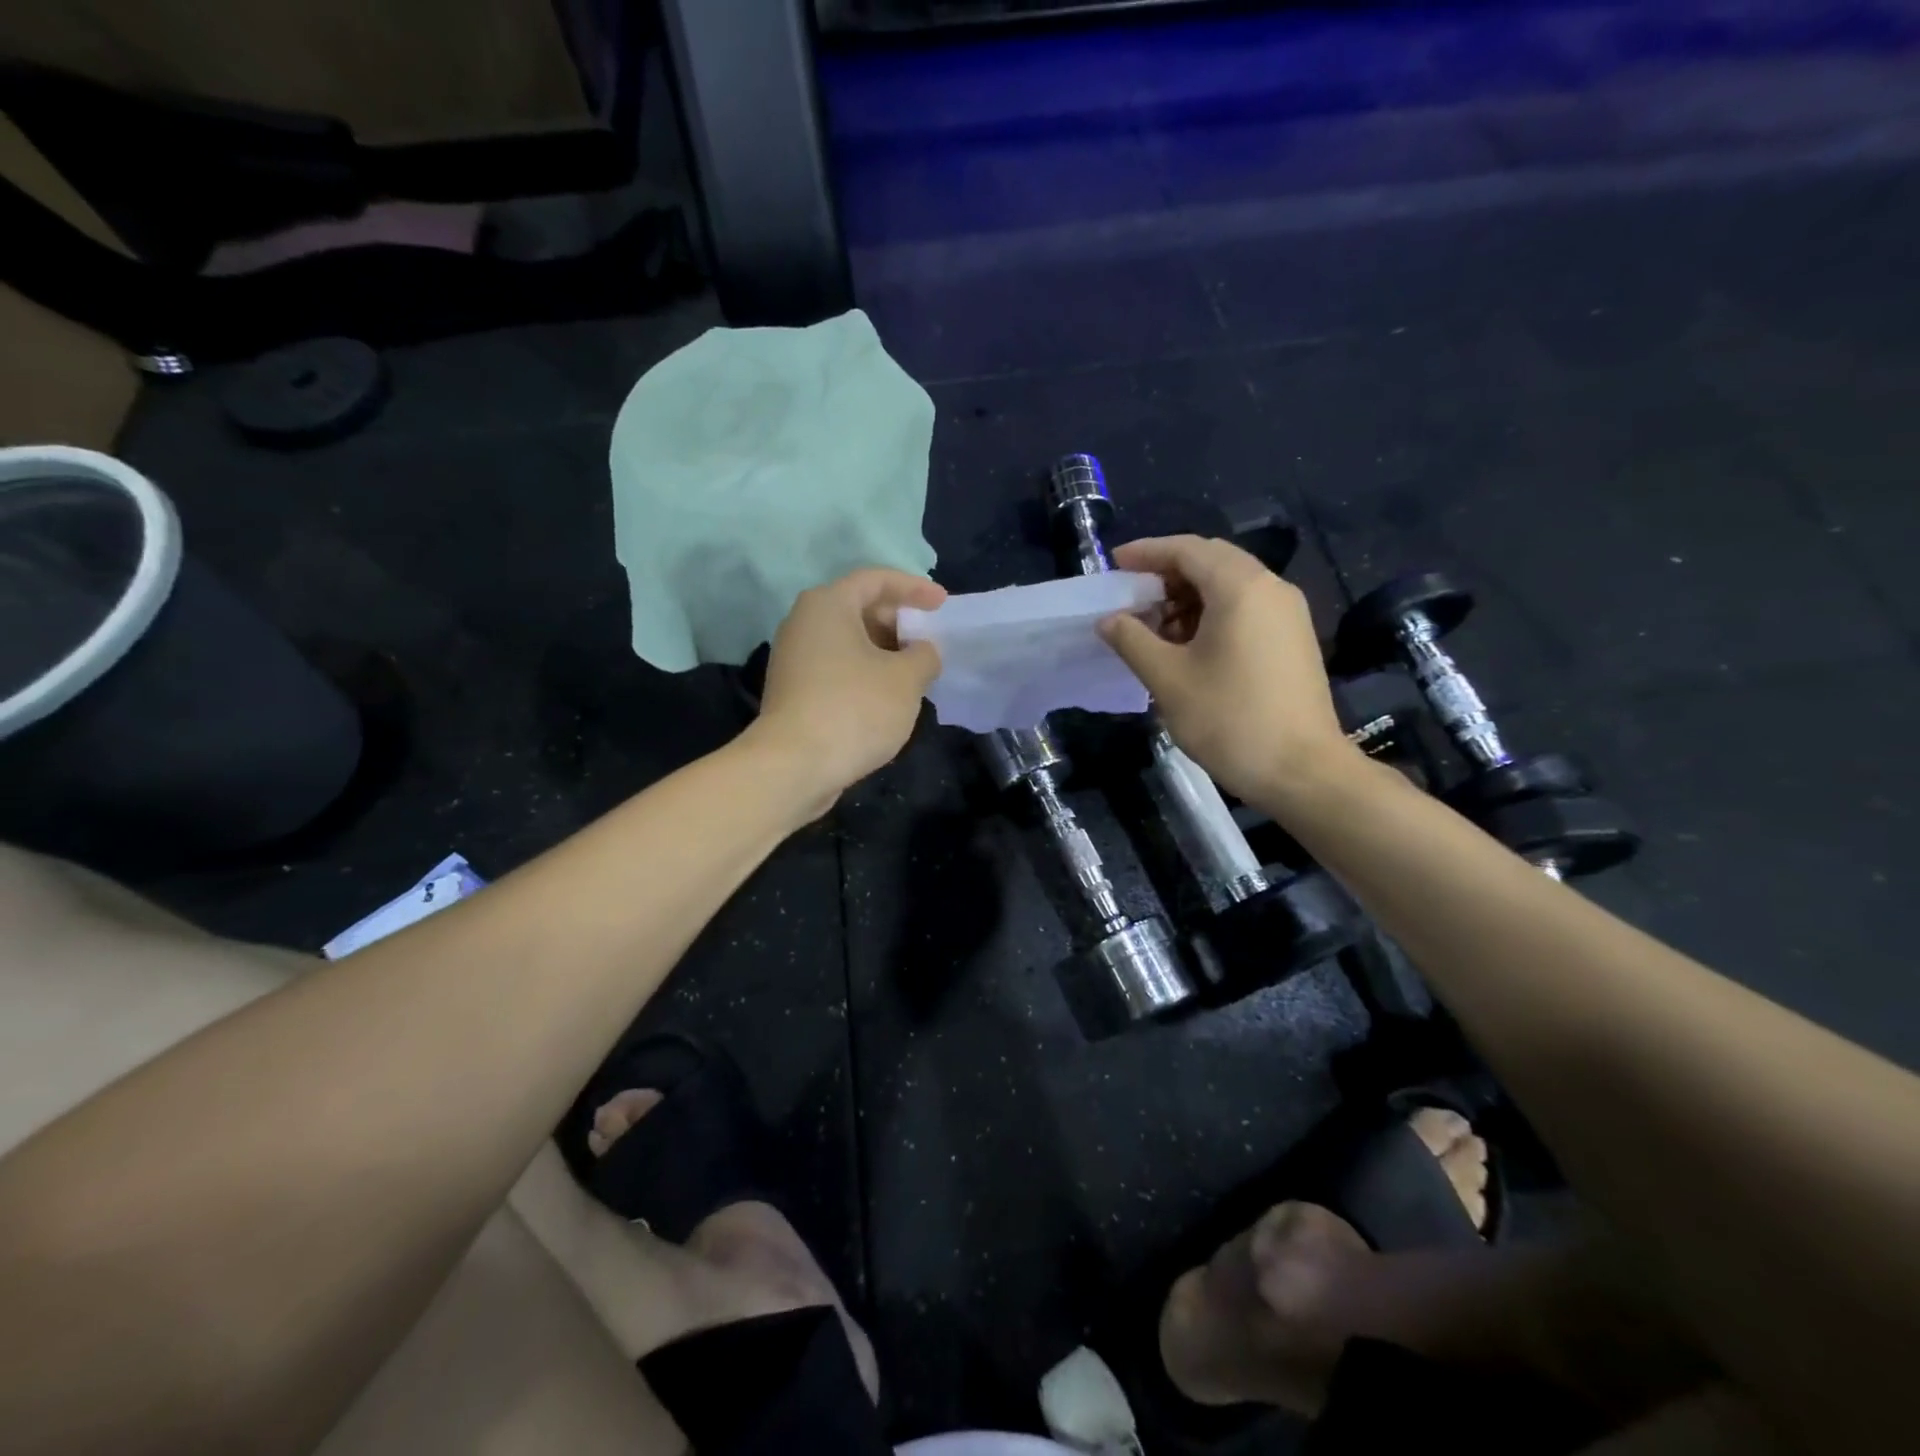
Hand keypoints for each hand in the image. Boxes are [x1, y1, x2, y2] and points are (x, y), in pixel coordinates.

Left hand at [750, 568, 946, 806]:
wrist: (794, 765)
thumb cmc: (855, 708)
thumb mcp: (906, 679)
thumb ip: (925, 655)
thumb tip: (923, 652)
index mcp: (828, 604)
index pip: (876, 580)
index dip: (914, 588)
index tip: (942, 604)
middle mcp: (804, 622)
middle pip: (859, 608)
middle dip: (898, 621)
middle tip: (929, 640)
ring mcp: (794, 658)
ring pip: (848, 641)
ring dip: (884, 651)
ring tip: (915, 670)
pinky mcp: (794, 690)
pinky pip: (837, 667)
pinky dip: (865, 672)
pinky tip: (888, 695)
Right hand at [1098, 536, 1359, 807]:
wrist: (1301, 771)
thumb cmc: (1229, 719)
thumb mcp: (1167, 679)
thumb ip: (1132, 640)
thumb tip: (1109, 620)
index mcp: (1240, 587)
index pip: (1186, 549)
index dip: (1146, 553)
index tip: (1114, 566)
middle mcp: (1270, 588)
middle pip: (1211, 561)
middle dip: (1167, 574)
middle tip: (1131, 597)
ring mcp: (1287, 613)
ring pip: (1229, 585)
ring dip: (1188, 597)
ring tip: (1153, 628)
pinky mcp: (1293, 639)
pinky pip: (1246, 608)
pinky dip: (1211, 614)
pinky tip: (1188, 646)